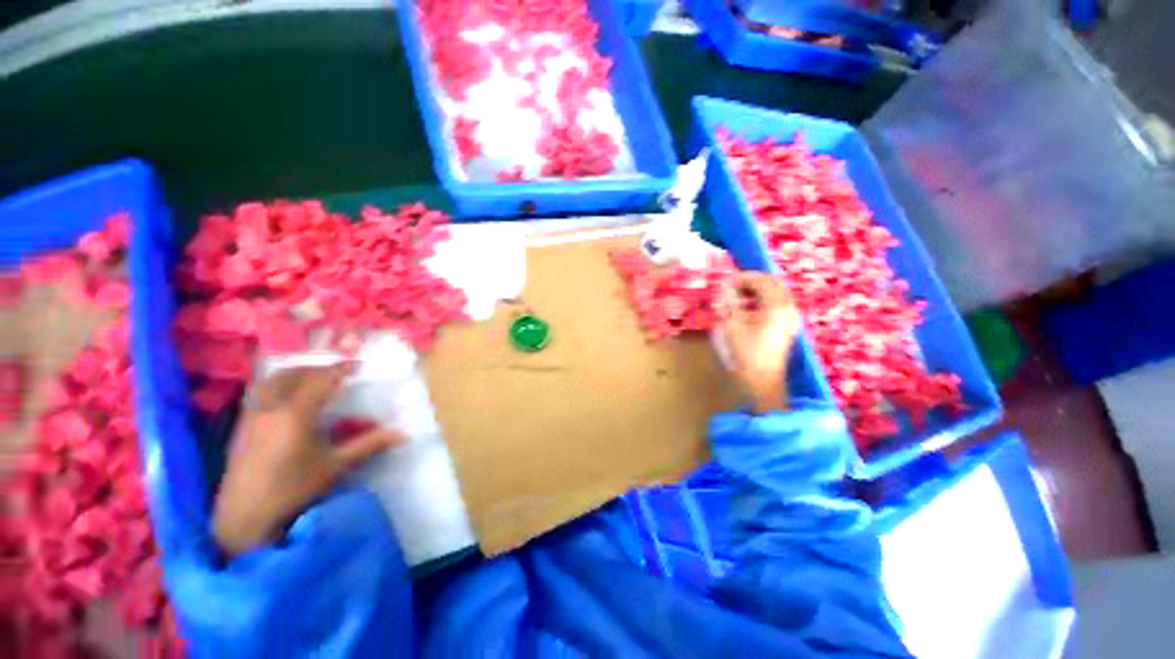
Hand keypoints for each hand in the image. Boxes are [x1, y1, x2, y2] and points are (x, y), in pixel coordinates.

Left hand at [213, 364, 403, 556]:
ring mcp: (252, 415)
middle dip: (317, 368)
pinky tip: (287, 398)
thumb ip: (369, 445)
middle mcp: (271, 407)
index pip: (322, 380)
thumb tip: (403, 434)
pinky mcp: (242, 426)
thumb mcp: (336, 466)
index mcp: (296, 414)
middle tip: (336, 372)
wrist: (244, 517)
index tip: (359, 366)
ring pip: (272, 381)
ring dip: (294, 374)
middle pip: (293, 374)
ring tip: (312, 379)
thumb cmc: (293, 490)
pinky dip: (277, 386)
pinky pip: (260, 393)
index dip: (341, 369)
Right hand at [717, 272, 801, 413]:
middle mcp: (788, 307)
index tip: (725, 283)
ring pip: (775, 293)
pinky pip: (777, 304)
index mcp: (776, 305)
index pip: (761, 280)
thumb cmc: (746, 353)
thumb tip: (724, 286)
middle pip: (772, 283)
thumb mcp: (732, 325)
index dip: (742, 278)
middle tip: (731, 288)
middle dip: (750, 282)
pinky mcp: (788, 325)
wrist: (763, 381)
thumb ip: (729, 302)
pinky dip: (762, 301)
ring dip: (756, 291)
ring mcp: (791, 317)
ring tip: (736, 298)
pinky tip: (747, 309)